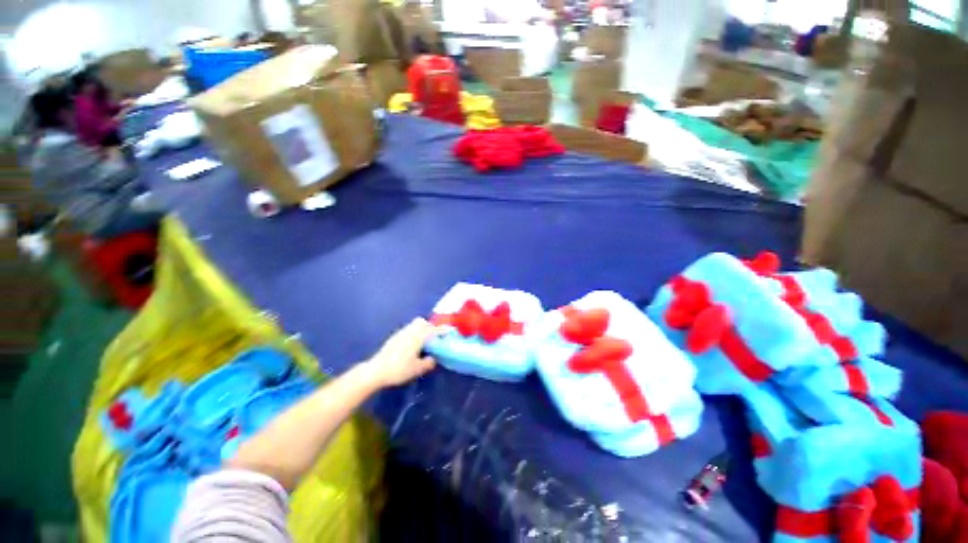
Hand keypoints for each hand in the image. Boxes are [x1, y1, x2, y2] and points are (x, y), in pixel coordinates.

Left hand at [365, 318, 442, 387]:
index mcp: (417, 337)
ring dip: (421, 329)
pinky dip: (414, 334)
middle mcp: (409, 331)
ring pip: (414, 325)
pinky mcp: (394, 337)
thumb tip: (433, 359)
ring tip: (424, 342)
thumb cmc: (399, 369)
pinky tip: (412, 346)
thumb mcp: (417, 369)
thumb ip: (428, 362)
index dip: (442, 330)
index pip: (433, 330)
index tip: (449, 331)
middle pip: (422, 322)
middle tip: (435, 337)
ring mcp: (400, 333)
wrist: (376, 371)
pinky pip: (408, 330)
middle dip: (430, 327)